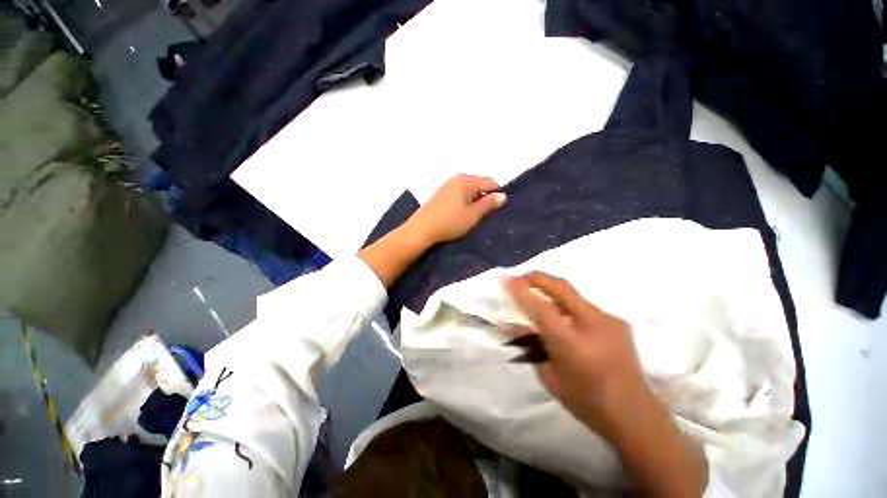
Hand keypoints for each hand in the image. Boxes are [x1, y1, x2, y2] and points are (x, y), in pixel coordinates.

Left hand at [404, 174, 506, 246]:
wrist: (421, 229)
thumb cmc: (450, 222)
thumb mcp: (473, 215)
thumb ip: (488, 204)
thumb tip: (502, 195)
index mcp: (466, 180)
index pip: (490, 182)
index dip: (497, 194)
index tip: (497, 209)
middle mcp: (457, 178)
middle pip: (479, 184)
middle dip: (485, 197)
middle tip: (486, 214)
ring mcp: (447, 185)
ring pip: (469, 189)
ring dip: (474, 200)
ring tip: (474, 215)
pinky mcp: (441, 194)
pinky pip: (459, 193)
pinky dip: (464, 201)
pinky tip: (462, 213)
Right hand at [503, 272, 646, 433]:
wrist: (633, 414)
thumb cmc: (585, 400)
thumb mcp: (548, 375)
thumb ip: (532, 346)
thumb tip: (517, 327)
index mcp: (570, 341)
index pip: (539, 306)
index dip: (520, 289)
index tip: (506, 277)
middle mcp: (591, 323)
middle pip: (560, 287)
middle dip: (538, 277)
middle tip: (523, 276)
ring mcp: (608, 320)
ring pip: (573, 293)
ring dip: (553, 289)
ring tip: (541, 292)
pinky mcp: (617, 322)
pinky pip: (585, 305)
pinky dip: (568, 303)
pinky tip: (565, 315)